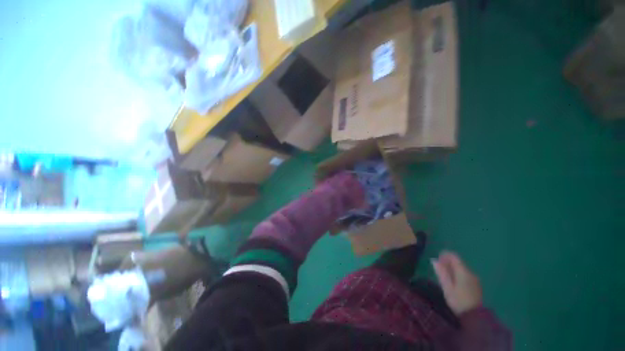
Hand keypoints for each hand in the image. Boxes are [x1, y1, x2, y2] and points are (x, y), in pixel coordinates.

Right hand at [432, 251, 482, 314]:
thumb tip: (434, 260)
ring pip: (461, 268)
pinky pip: (465, 274)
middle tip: (439, 270)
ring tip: (445, 277)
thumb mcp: (447, 287)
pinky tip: (454, 283)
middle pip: (458, 262)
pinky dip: (458, 274)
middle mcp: (470, 272)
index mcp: (463, 271)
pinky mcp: (476, 285)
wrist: (475, 317)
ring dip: (452, 269)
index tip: (437, 260)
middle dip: (447, 263)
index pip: (454, 256)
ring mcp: (475, 279)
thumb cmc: (458, 301)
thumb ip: (441, 273)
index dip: (444, 255)